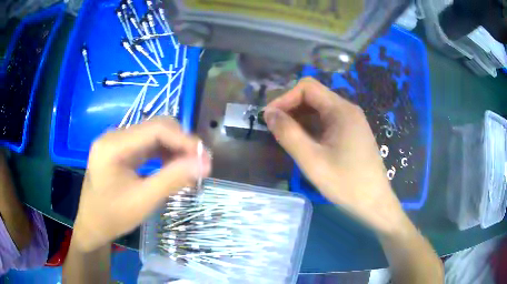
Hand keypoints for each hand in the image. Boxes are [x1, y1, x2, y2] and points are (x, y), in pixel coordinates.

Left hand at [72, 117, 210, 251]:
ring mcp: (117, 142)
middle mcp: (115, 136)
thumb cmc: (113, 216)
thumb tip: (205, 163)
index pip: (155, 129)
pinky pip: (147, 144)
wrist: (93, 225)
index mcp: (114, 145)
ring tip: (190, 167)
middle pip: (155, 127)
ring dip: (174, 148)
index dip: (184, 140)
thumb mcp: (143, 201)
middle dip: (181, 143)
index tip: (205, 158)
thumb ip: (173, 179)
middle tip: (199, 164)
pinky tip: (173, 166)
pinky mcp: (121, 150)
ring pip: (154, 134)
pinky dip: (164, 153)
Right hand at [264, 77, 405, 235]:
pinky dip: (311, 128)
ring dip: (299, 119)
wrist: (374, 203)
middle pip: (313, 97)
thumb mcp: (312, 160)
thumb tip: (269, 113)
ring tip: (285, 136)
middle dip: (291, 108)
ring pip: (319, 110)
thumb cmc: (346, 183)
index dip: (285, 98)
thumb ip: (288, 134)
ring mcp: (351, 122)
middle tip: (274, 128)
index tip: (270, 117)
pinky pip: (327, 122)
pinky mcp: (351, 134)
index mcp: (341, 110)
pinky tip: (303, 143)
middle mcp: (347, 110)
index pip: (307, 87)